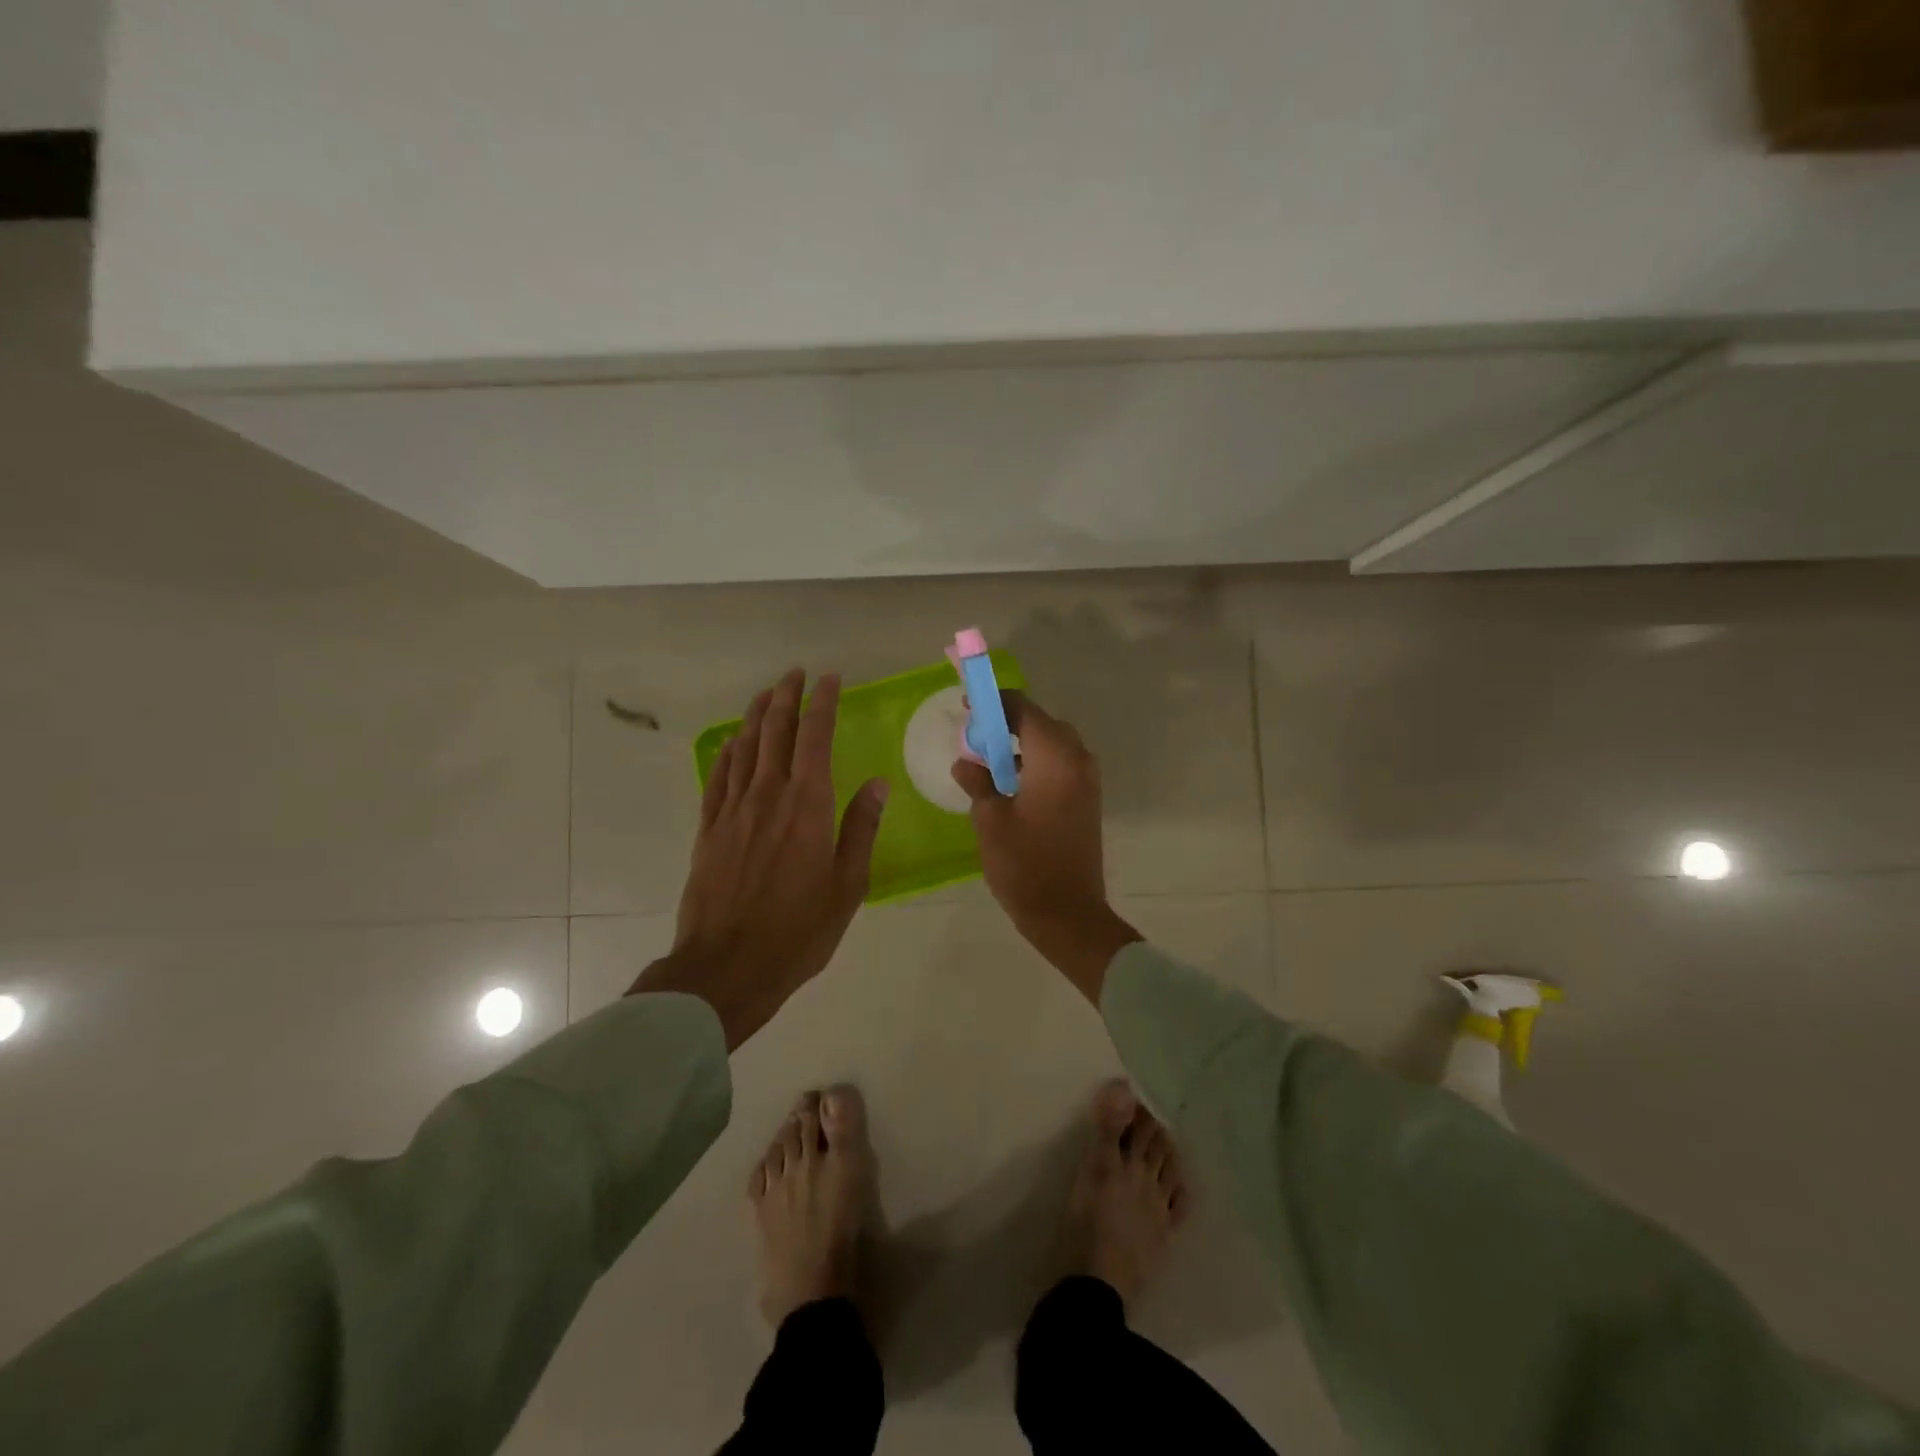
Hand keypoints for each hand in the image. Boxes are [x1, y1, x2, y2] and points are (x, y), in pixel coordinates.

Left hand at [629, 669, 888, 1049]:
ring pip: (745, 748)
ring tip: (767, 694)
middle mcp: (768, 796)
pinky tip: (733, 743)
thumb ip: (859, 829)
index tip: (828, 679)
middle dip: (786, 697)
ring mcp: (733, 811)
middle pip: (775, 732)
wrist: (727, 966)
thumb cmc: (798, 930)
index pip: (815, 738)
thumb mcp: (846, 885)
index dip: (822, 703)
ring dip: (757, 716)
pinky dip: (727, 753)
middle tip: (795, 674)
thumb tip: (876, 785)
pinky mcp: (709, 829)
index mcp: (807, 805)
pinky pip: (718, 778)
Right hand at [951, 692, 1140, 1003]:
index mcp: (1054, 757)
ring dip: (1022, 745)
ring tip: (987, 762)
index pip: (1023, 709)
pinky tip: (1010, 785)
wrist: (1068, 913)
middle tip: (975, 736)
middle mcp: (1077, 760)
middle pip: (1041, 723)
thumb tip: (966, 763)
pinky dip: (1036, 764)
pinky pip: (1061, 766)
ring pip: (1053, 745)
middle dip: (1007, 723)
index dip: (994, 703)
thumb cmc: (1024, 864)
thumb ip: (978, 782)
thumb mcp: (990, 819)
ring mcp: (1087, 781)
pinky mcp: (1087, 800)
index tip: (968, 706)